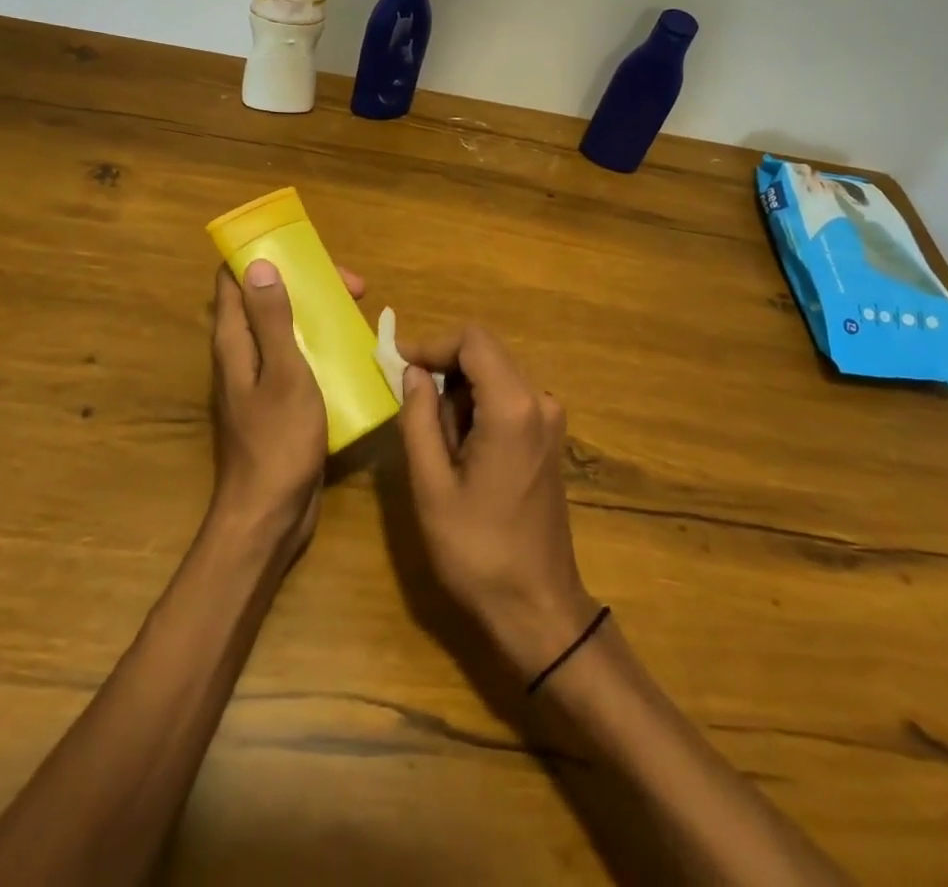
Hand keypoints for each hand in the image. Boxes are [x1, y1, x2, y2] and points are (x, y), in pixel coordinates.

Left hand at [208, 259, 363, 555]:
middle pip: (267, 300)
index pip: (233, 280)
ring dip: (318, 314)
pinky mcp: (278, 402)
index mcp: (234, 342)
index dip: (265, 257)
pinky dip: (321, 346)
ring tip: (359, 314)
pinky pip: (297, 359)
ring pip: (286, 329)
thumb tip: (258, 264)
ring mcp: (259, 379)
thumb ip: (272, 319)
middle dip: (307, 284)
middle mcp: (241, 355)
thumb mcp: (284, 372)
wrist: (270, 514)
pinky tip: (353, 354)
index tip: (305, 252)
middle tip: (354, 287)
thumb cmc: (278, 440)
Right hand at [396, 327, 599, 678]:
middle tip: (409, 405)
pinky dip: (478, 407)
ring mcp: (549, 418)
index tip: (397, 364)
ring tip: (436, 441)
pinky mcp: (549, 436)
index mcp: (513, 407)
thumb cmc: (478, 550)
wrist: (537, 606)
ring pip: (494, 375)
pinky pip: (507, 398)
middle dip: (443, 369)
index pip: (472, 340)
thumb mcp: (432, 485)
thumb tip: (413, 372)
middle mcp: (538, 400)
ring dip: (459, 392)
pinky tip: (460, 449)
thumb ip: (419, 418)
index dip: (432, 344)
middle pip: (485, 353)